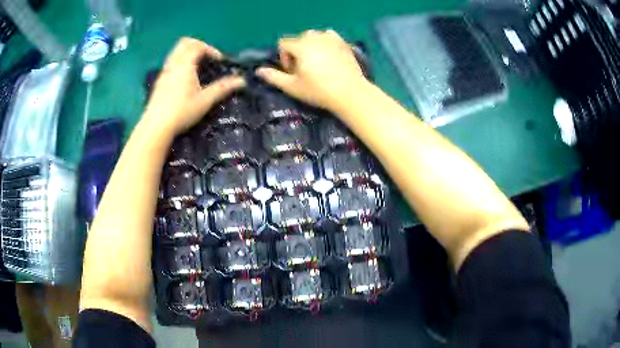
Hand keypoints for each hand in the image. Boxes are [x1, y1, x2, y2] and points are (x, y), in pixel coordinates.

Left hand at [143, 37, 244, 136]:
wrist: (156, 126)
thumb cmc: (182, 111)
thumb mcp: (205, 100)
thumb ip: (222, 88)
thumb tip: (242, 81)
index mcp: (185, 64)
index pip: (198, 46)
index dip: (211, 50)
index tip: (219, 61)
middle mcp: (173, 64)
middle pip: (185, 43)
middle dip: (198, 45)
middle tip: (207, 57)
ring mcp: (164, 72)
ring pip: (176, 52)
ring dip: (188, 53)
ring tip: (197, 66)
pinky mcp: (159, 81)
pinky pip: (171, 63)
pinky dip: (180, 62)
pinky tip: (184, 78)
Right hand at [256, 30, 368, 111]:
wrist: (350, 93)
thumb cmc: (319, 91)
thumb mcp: (292, 87)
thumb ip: (274, 77)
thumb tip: (258, 71)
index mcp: (300, 46)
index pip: (283, 43)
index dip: (284, 57)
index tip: (292, 72)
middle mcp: (314, 37)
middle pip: (298, 39)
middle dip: (297, 51)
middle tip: (305, 69)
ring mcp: (331, 38)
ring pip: (313, 36)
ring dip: (310, 46)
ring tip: (317, 62)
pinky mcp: (343, 42)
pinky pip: (329, 35)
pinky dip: (325, 41)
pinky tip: (328, 54)